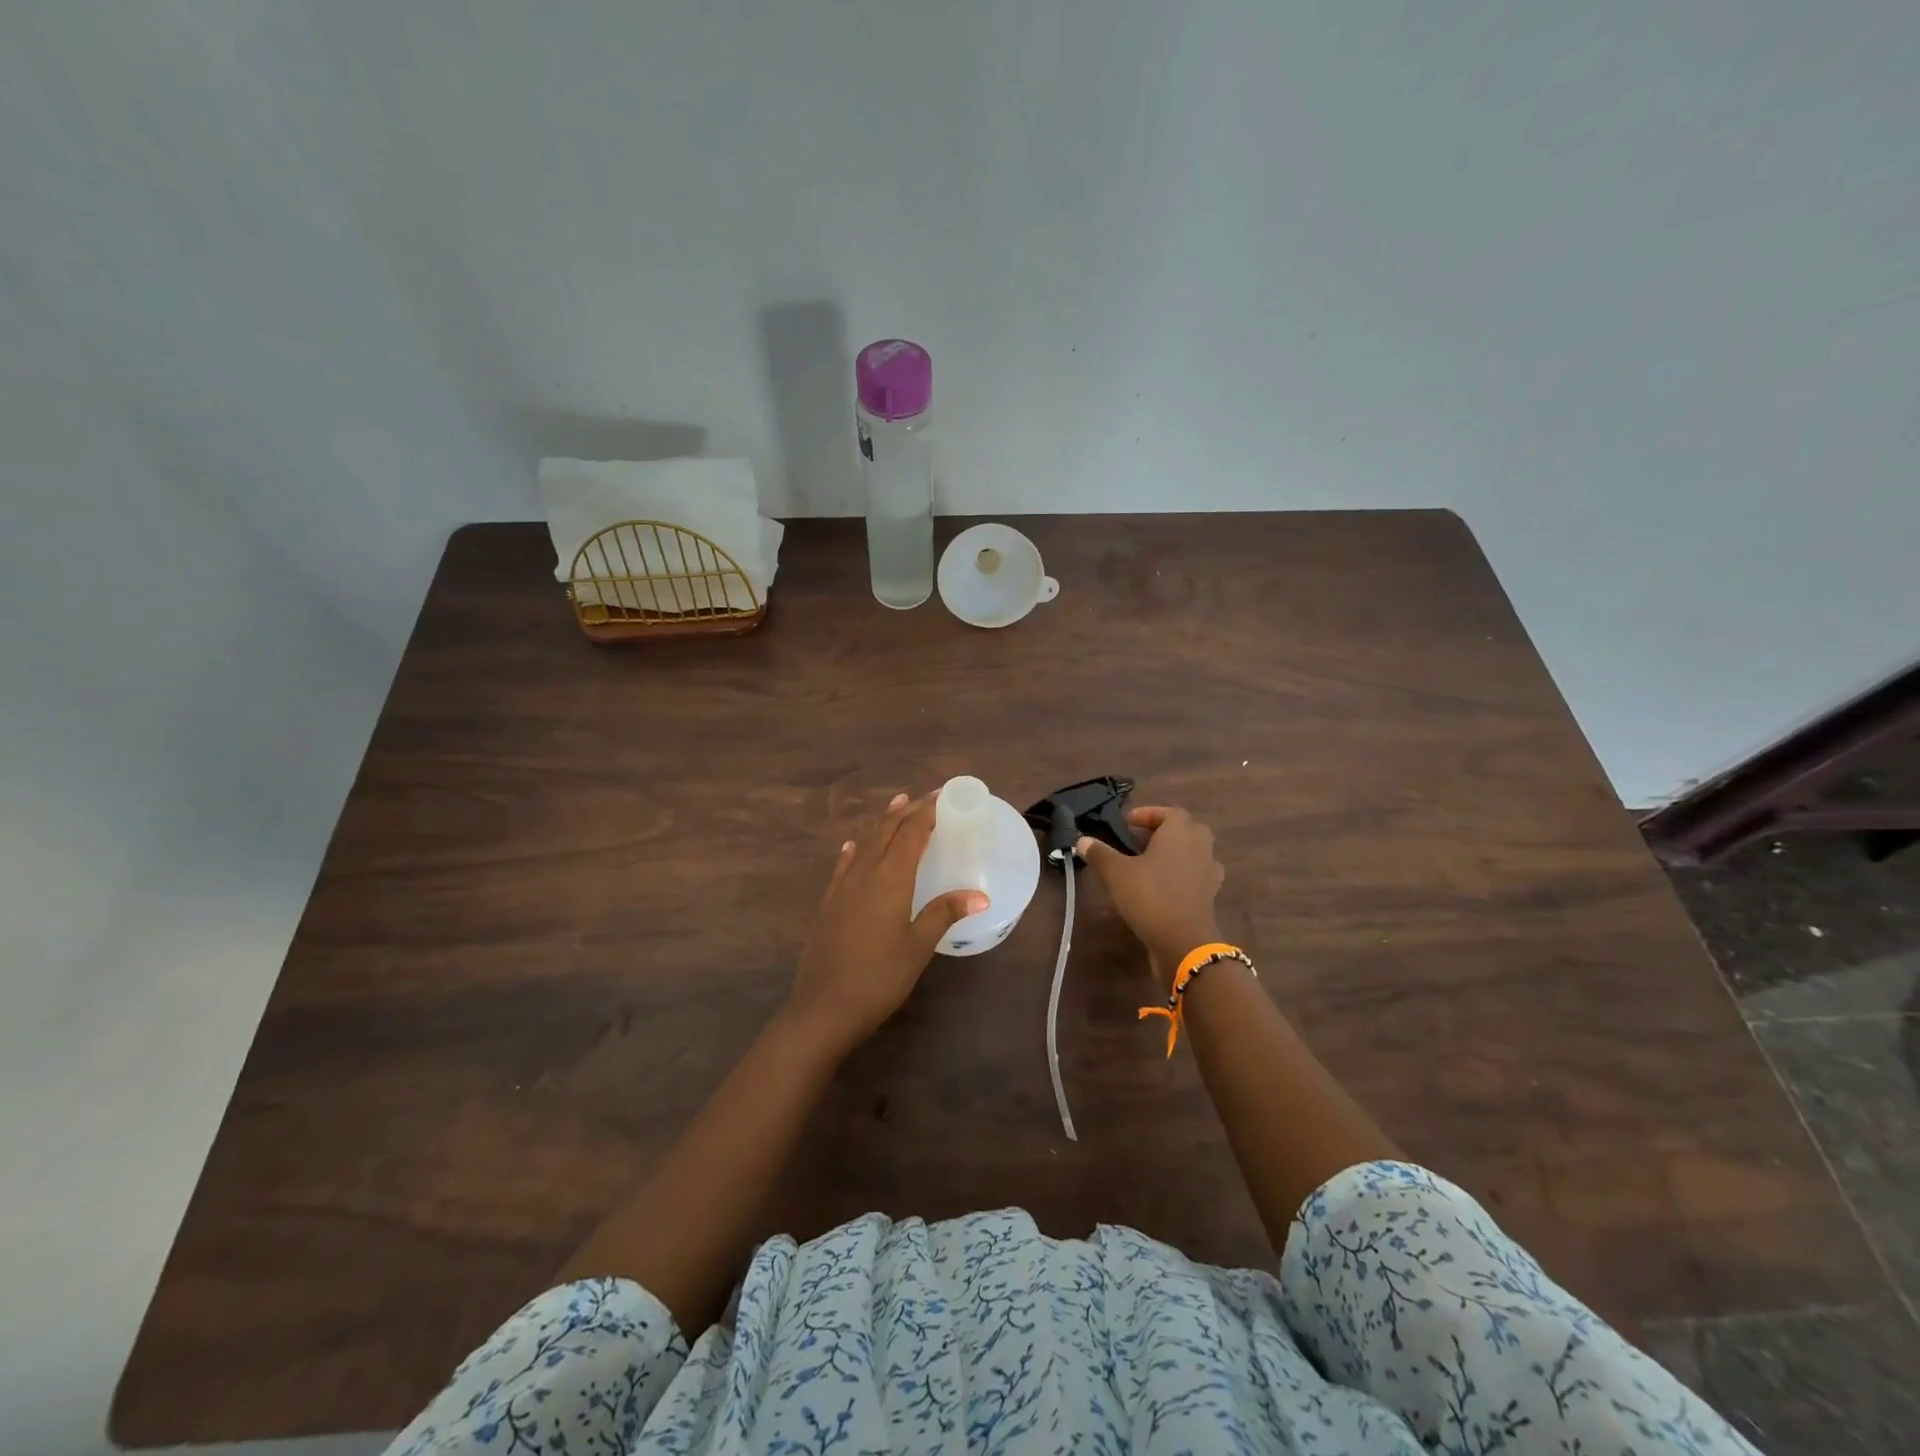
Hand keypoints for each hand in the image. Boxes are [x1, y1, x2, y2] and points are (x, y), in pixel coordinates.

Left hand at [787, 792, 987, 1050]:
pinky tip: (853, 846)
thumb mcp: (918, 946)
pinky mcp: (829, 903)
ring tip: (897, 806)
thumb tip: (980, 894)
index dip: (927, 811)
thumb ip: (945, 913)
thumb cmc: (879, 976)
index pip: (911, 832)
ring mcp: (842, 886)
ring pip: (865, 843)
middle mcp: (865, 872)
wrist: (824, 1006)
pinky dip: (855, 849)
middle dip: (907, 811)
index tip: (943, 795)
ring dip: (883, 823)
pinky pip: (844, 864)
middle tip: (927, 798)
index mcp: (890, 877)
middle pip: (887, 830)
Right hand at [1077, 806, 1224, 989]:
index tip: (1129, 822)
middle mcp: (1199, 846)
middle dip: (1164, 832)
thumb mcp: (1116, 872)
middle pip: (1185, 829)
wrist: (1183, 941)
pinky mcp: (1209, 895)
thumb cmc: (1150, 896)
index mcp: (1180, 832)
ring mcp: (1208, 871)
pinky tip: (1163, 886)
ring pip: (1193, 852)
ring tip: (1149, 863)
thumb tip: (1082, 840)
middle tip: (1139, 841)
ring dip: (1174, 853)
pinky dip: (1182, 875)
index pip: (1169, 812)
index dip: (1149, 814)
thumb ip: (1100, 853)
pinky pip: (1196, 875)